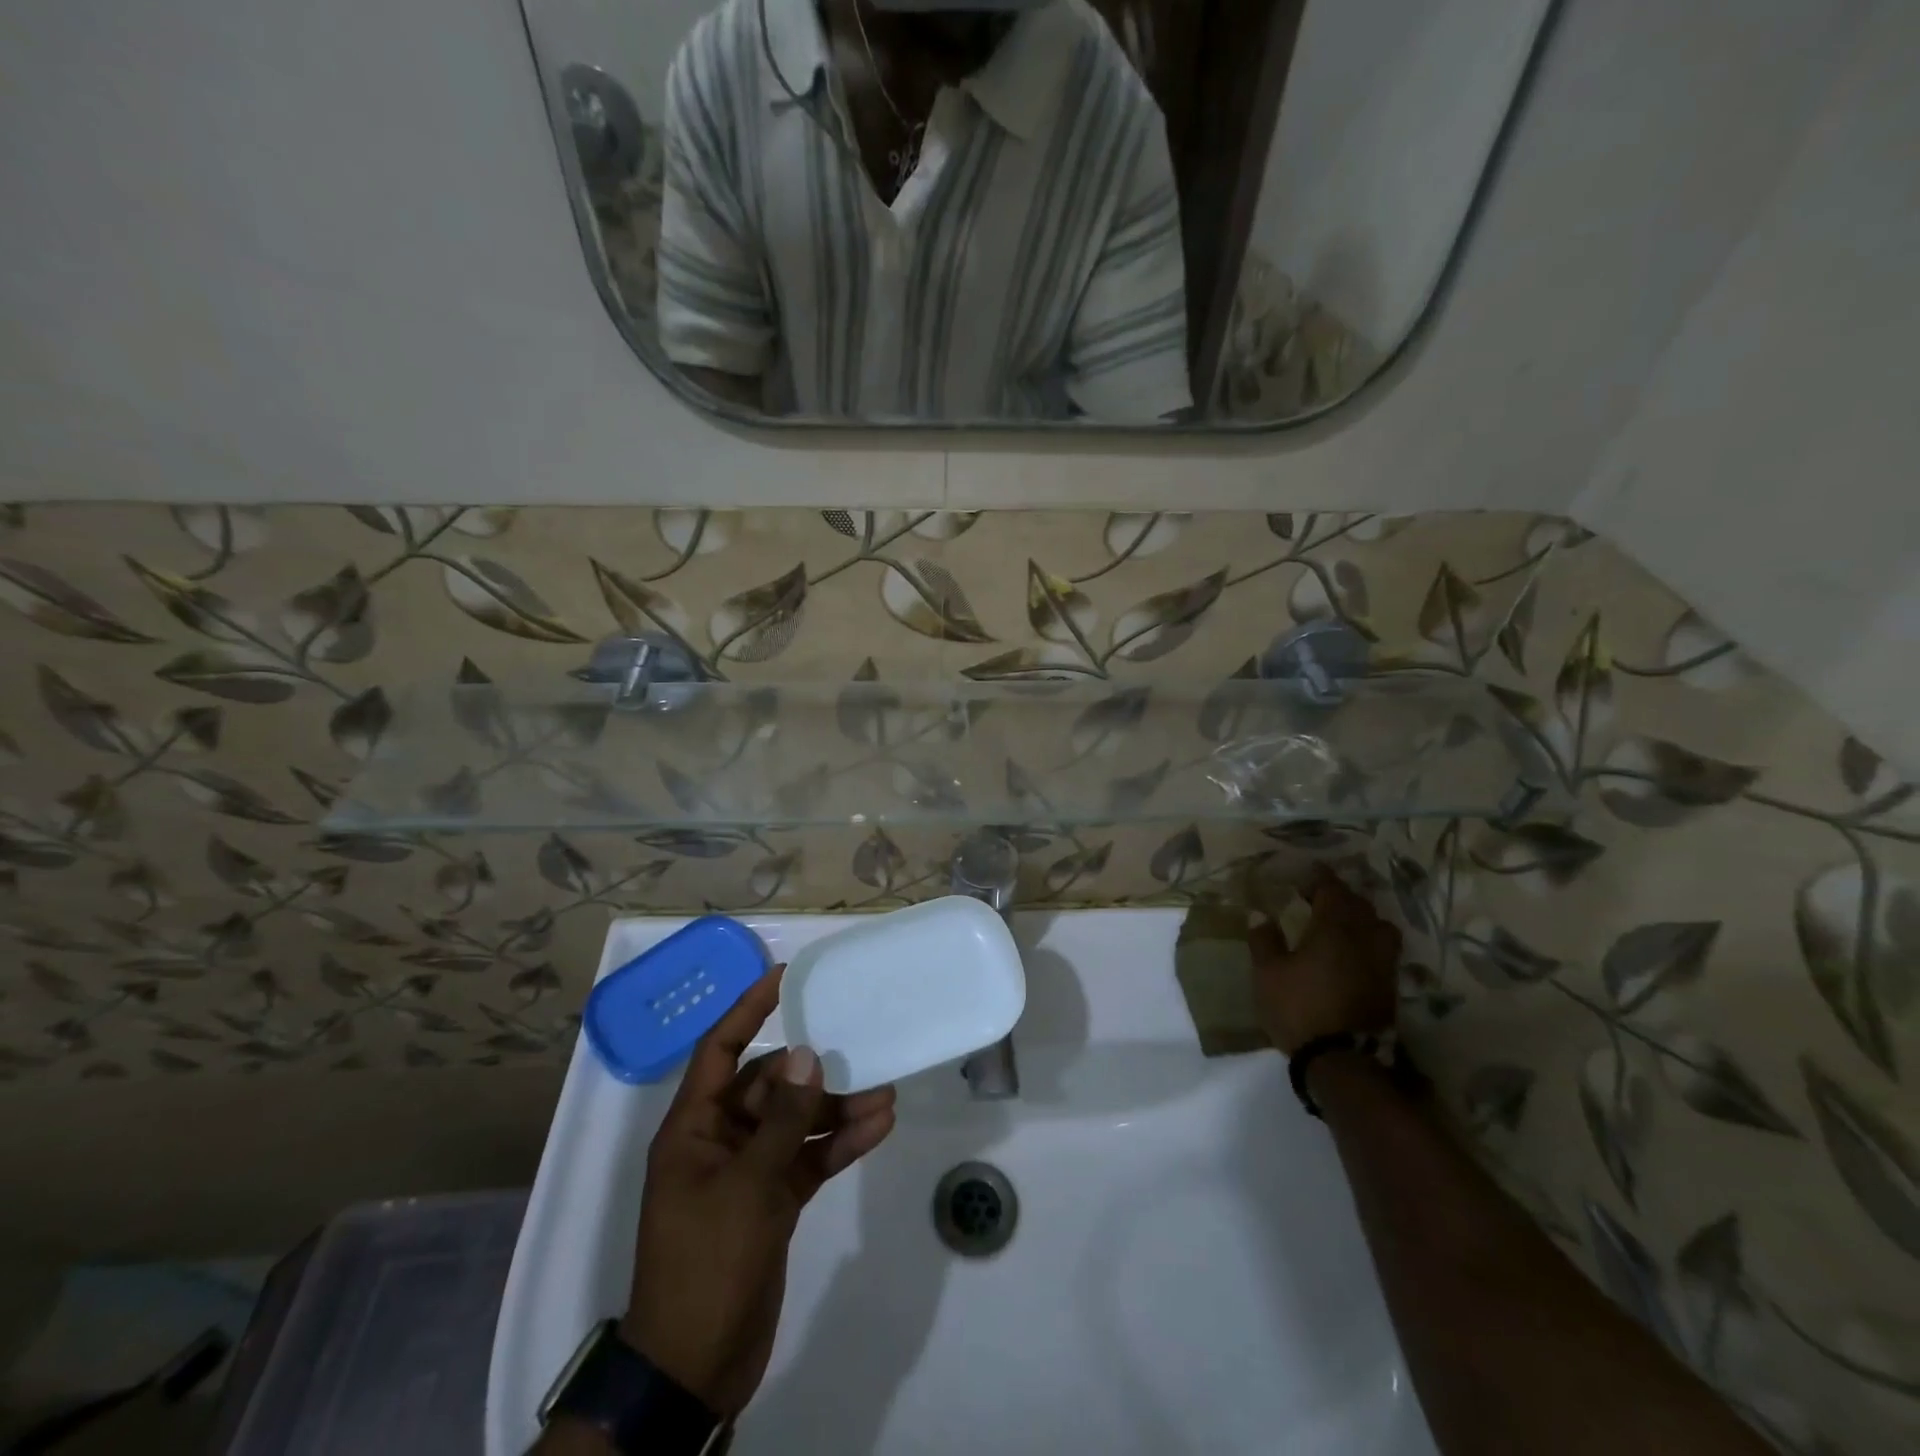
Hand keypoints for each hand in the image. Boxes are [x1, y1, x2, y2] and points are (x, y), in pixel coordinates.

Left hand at [620, 967, 896, 1415]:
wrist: (695, 1365)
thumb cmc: (707, 1262)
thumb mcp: (747, 1185)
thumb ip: (781, 1119)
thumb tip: (806, 1054)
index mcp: (693, 1127)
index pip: (720, 1049)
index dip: (748, 1009)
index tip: (785, 976)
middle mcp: (719, 1139)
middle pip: (770, 1085)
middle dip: (813, 1071)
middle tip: (859, 1047)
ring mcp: (747, 1171)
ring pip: (796, 1122)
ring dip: (836, 1109)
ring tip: (885, 1091)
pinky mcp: (772, 1200)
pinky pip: (808, 1157)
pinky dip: (838, 1143)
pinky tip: (878, 1127)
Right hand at [1248, 866, 1401, 1055]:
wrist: (1342, 1061)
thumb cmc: (1299, 1008)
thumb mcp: (1268, 973)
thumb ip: (1264, 940)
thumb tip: (1260, 914)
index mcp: (1334, 928)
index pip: (1332, 890)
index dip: (1319, 878)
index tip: (1305, 875)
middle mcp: (1364, 939)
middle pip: (1360, 905)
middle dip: (1340, 896)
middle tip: (1318, 898)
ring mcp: (1382, 964)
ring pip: (1379, 927)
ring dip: (1362, 919)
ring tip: (1342, 924)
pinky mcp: (1389, 987)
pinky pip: (1383, 950)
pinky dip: (1369, 942)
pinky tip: (1353, 952)